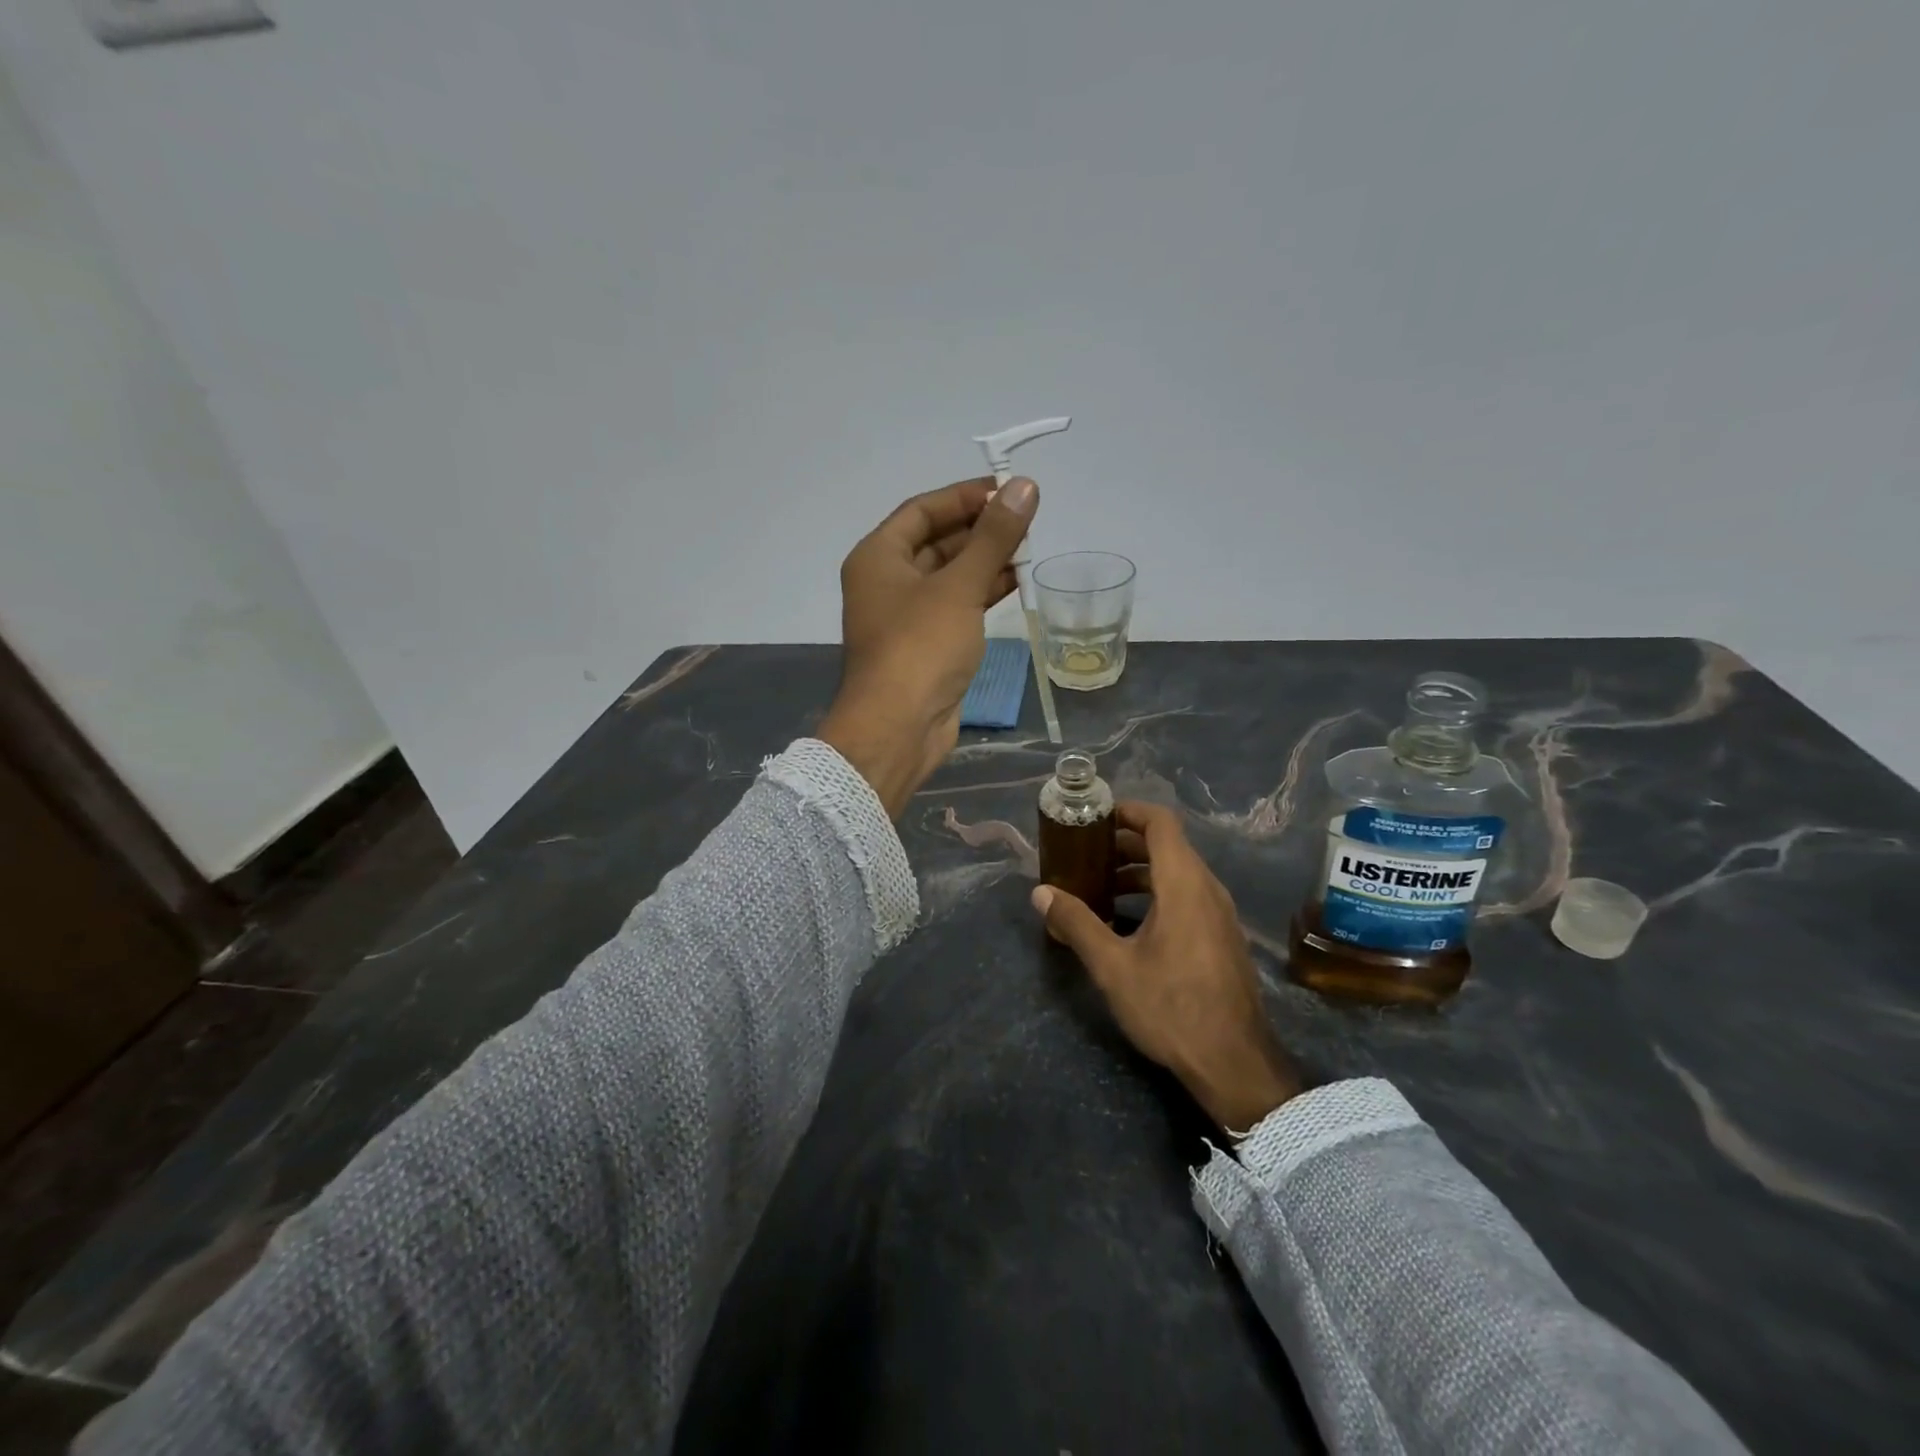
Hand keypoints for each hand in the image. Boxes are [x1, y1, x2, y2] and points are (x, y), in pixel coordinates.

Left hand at [817, 476, 1037, 816]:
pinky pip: (957, 606)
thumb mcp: (959, 586)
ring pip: (950, 576)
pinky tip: (1017, 581)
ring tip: (1030, 547)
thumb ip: (993, 537)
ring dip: (986, 561)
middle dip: (980, 530)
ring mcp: (906, 616)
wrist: (899, 728)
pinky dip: (983, 592)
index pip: (922, 510)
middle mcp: (887, 581)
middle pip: (936, 542)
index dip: (964, 497)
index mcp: (878, 557)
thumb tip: (1025, 486)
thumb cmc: (920, 647)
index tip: (1009, 490)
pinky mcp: (927, 645)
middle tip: (1026, 520)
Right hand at [1030, 802, 1300, 1133]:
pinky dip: (1156, 893)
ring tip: (1100, 888)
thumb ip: (1076, 922)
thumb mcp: (1112, 966)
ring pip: (1177, 873)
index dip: (1128, 811)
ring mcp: (1219, 914)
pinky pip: (1187, 896)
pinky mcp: (1222, 937)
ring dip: (1139, 871)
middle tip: (1085, 855)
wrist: (1234, 1063)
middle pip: (1167, 845)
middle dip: (1124, 844)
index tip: (1095, 819)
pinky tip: (1128, 923)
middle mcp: (1207, 888)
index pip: (1160, 822)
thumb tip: (1041, 893)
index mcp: (1183, 883)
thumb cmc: (1171, 1006)